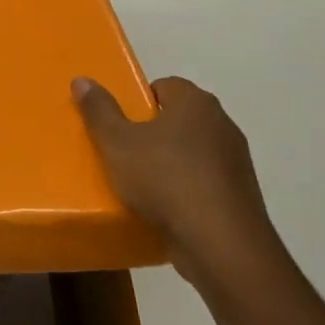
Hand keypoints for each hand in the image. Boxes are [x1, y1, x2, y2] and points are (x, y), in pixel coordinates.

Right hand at [73, 75, 284, 293]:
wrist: (220, 244)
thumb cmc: (165, 180)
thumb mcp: (118, 144)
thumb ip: (99, 111)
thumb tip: (82, 80)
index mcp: (195, 102)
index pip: (165, 86)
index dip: (139, 101)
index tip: (121, 125)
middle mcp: (222, 124)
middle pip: (180, 119)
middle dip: (154, 133)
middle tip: (125, 153)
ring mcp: (237, 161)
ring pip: (194, 152)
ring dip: (173, 163)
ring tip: (143, 186)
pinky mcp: (242, 196)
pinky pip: (207, 183)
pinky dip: (188, 190)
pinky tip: (168, 210)